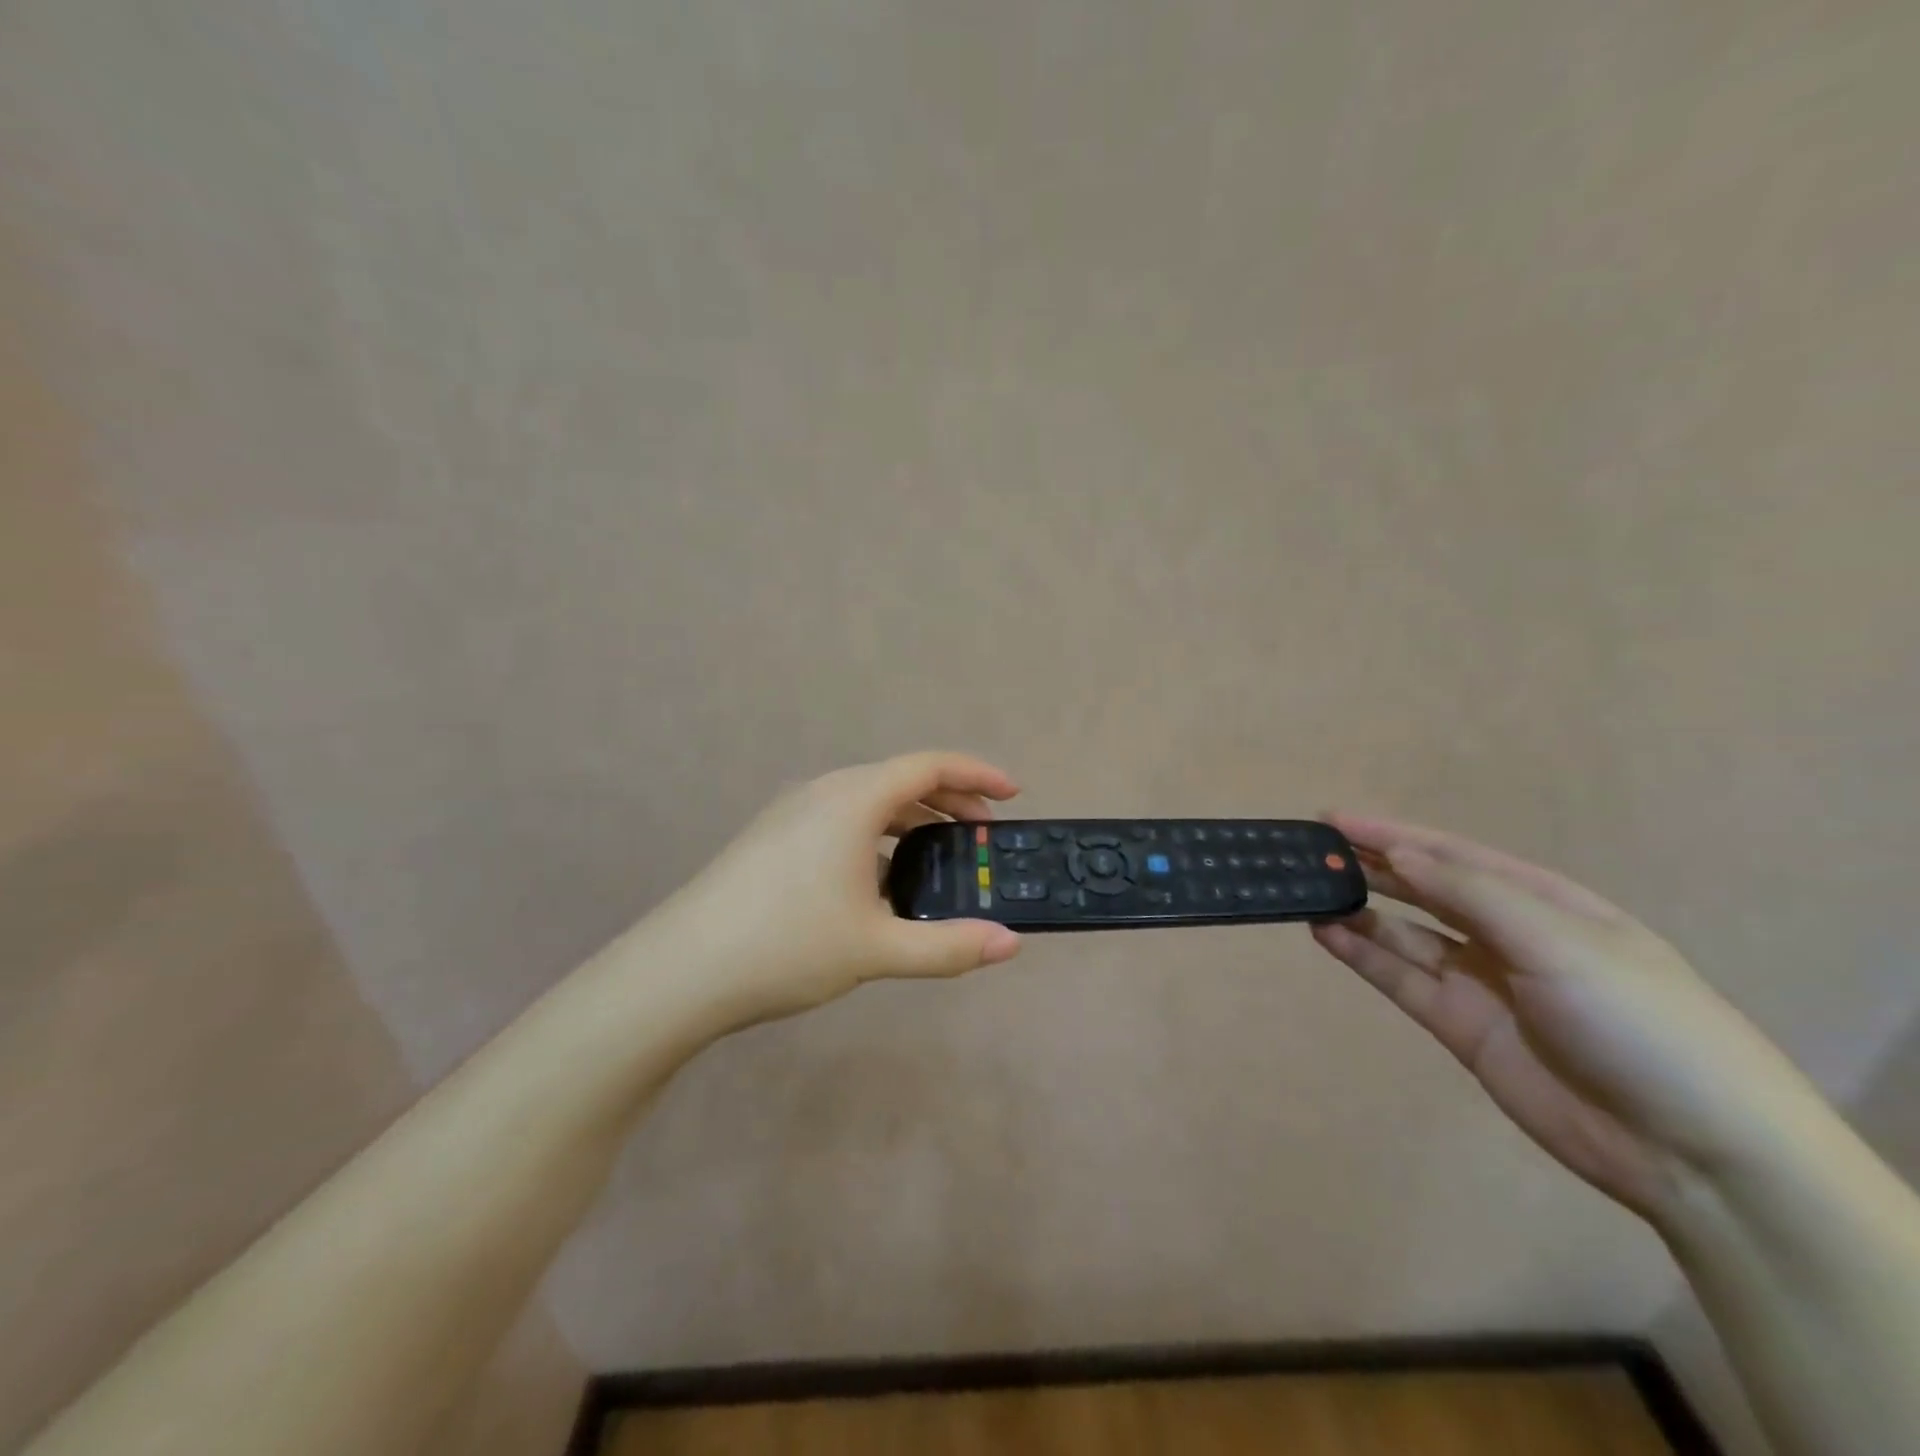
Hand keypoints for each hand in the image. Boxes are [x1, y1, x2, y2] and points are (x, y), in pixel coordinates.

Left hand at [641, 752, 1023, 1031]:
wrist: (680, 970)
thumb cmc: (786, 945)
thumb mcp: (878, 948)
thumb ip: (949, 946)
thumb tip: (1009, 944)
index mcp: (853, 799)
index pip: (929, 766)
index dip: (977, 775)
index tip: (1012, 795)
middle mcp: (823, 792)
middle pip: (900, 781)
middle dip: (950, 803)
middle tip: (984, 836)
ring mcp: (792, 813)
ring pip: (869, 803)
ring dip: (912, 823)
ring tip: (940, 859)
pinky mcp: (773, 837)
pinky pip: (842, 822)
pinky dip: (878, 838)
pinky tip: (881, 885)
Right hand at [1310, 814, 1817, 1224]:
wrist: (1695, 1154)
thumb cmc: (1638, 1022)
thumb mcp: (1559, 942)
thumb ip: (1471, 894)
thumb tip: (1398, 854)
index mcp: (1543, 902)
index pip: (1451, 855)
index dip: (1391, 834)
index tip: (1331, 819)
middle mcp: (1507, 935)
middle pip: (1424, 890)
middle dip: (1370, 867)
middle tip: (1310, 851)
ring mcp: (1482, 982)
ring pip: (1404, 933)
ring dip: (1359, 911)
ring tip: (1308, 891)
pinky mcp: (1461, 1027)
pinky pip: (1401, 979)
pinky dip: (1363, 955)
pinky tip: (1326, 934)